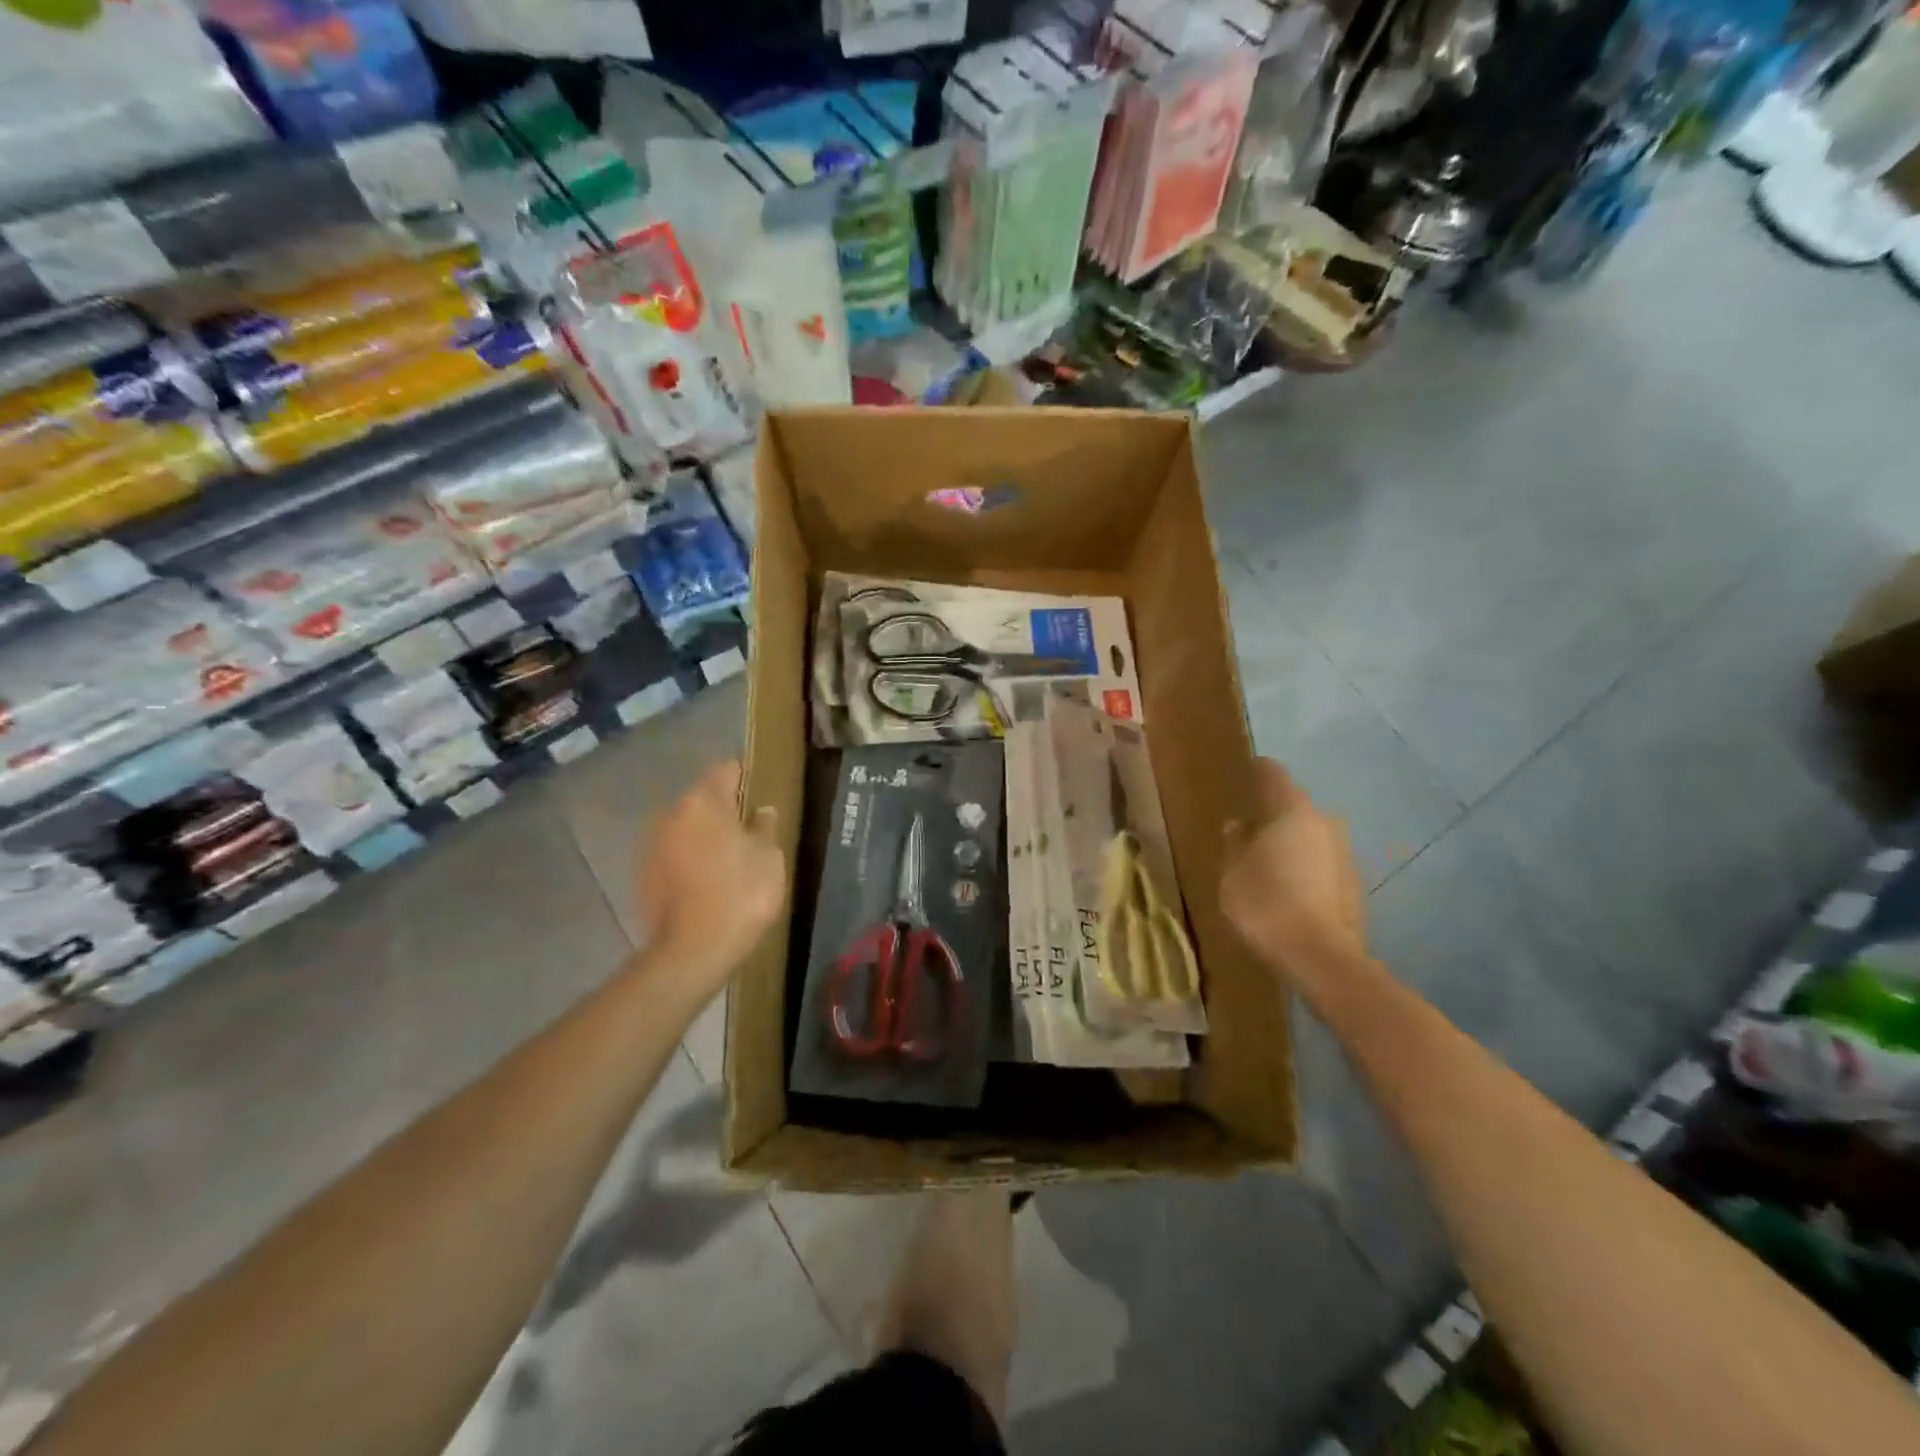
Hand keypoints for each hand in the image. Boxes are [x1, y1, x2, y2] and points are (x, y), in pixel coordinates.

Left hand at [634, 760, 785, 991]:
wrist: (692, 951)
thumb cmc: (740, 893)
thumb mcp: (769, 857)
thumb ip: (764, 827)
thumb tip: (761, 811)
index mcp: (703, 801)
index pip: (726, 770)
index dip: (746, 779)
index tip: (760, 798)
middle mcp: (671, 814)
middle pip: (703, 800)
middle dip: (724, 811)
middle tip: (749, 834)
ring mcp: (652, 845)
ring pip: (686, 828)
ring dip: (704, 837)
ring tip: (728, 862)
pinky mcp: (643, 875)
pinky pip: (674, 855)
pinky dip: (689, 861)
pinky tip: (707, 884)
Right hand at [1220, 759, 1365, 992]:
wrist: (1322, 958)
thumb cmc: (1266, 904)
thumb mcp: (1232, 873)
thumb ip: (1234, 844)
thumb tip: (1238, 826)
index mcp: (1292, 811)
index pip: (1273, 774)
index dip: (1256, 771)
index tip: (1242, 774)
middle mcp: (1324, 822)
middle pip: (1294, 806)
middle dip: (1272, 813)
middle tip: (1248, 828)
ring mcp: (1344, 853)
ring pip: (1310, 836)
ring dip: (1290, 843)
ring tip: (1266, 862)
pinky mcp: (1354, 884)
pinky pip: (1321, 863)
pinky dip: (1304, 868)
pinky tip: (1287, 890)